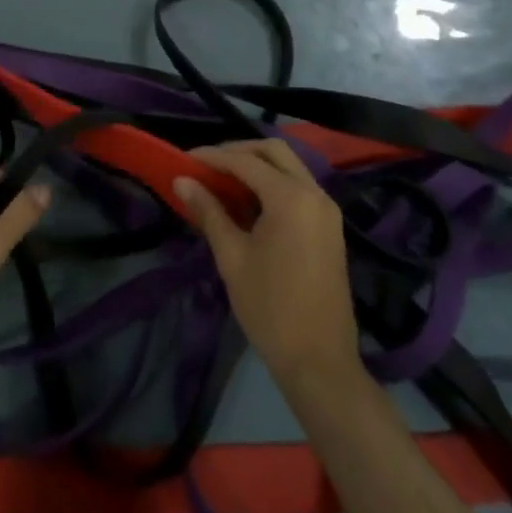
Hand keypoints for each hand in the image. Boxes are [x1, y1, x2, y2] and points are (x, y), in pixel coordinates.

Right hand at [175, 140, 360, 387]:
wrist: (319, 361)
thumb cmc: (269, 308)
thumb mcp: (232, 257)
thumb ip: (208, 211)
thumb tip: (182, 180)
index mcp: (291, 198)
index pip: (246, 161)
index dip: (212, 157)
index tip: (184, 159)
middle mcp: (315, 194)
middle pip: (274, 151)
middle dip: (238, 151)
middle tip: (206, 165)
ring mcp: (326, 210)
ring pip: (289, 167)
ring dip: (256, 166)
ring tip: (221, 181)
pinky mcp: (329, 226)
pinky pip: (298, 188)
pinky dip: (272, 184)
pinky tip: (247, 202)